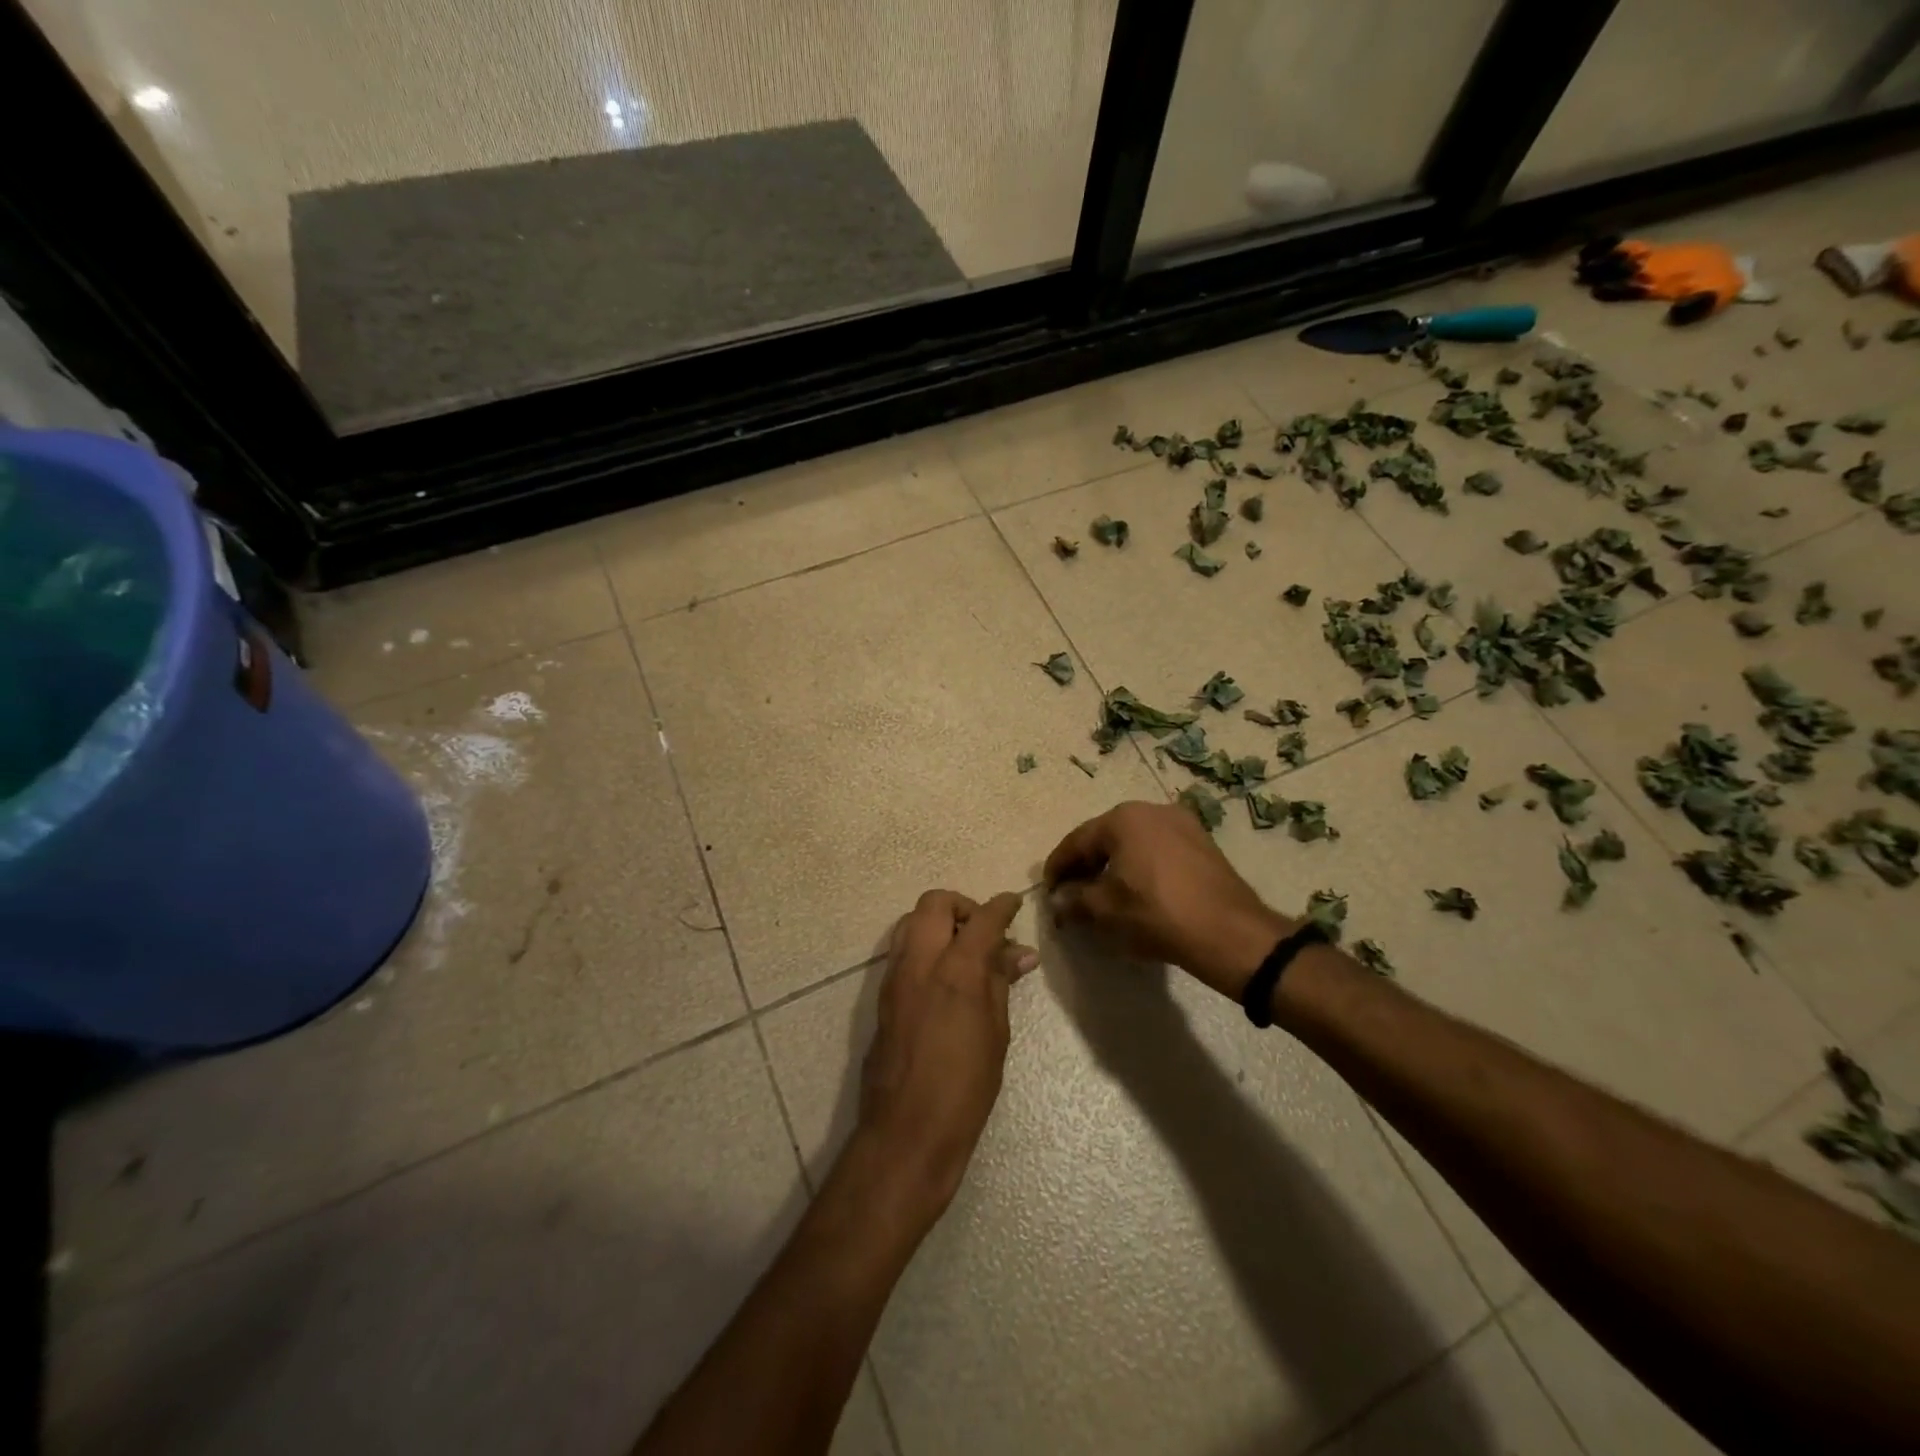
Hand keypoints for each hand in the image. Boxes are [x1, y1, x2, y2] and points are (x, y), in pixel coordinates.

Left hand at [856, 890, 1034, 1219]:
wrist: (907, 1130)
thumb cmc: (965, 1088)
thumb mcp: (996, 1033)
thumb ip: (1001, 983)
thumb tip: (1018, 953)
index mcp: (956, 970)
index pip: (982, 918)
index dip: (1002, 906)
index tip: (1015, 903)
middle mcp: (919, 962)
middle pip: (934, 903)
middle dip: (963, 905)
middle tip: (985, 930)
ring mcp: (895, 976)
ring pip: (911, 921)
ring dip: (938, 922)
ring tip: (964, 950)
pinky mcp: (882, 995)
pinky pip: (902, 949)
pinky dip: (924, 945)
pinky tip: (944, 974)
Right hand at [1044, 801, 1291, 999]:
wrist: (1229, 932)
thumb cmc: (1156, 914)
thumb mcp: (1105, 910)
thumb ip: (1074, 900)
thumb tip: (1058, 901)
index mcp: (1123, 818)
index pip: (1076, 841)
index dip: (1057, 868)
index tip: (1047, 892)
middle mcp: (1151, 810)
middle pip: (1105, 838)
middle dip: (1085, 866)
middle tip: (1072, 894)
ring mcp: (1182, 824)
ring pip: (1133, 844)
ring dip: (1113, 867)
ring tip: (1103, 896)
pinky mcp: (1202, 844)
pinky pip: (1158, 851)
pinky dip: (1140, 868)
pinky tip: (1137, 893)